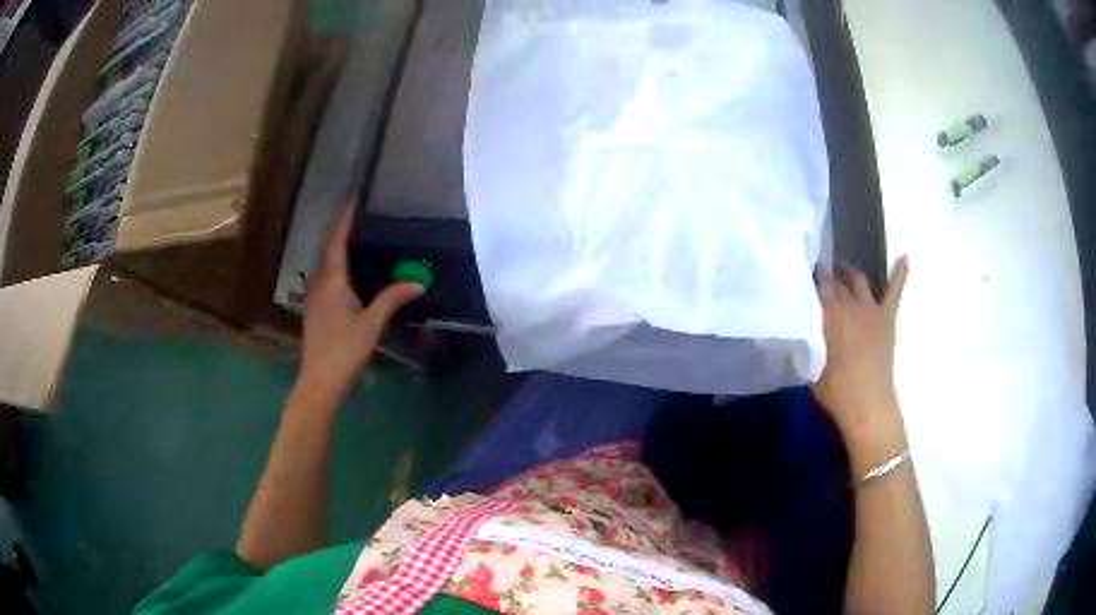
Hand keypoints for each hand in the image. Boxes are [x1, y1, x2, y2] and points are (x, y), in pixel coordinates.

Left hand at [296, 203, 423, 403]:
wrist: (319, 381)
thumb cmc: (345, 351)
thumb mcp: (372, 324)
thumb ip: (392, 299)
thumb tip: (418, 283)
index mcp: (332, 281)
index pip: (336, 241)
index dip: (344, 219)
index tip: (352, 199)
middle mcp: (318, 283)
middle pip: (327, 249)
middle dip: (340, 230)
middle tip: (357, 216)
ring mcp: (312, 297)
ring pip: (324, 264)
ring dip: (336, 248)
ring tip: (353, 238)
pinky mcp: (313, 309)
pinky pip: (323, 277)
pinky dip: (334, 266)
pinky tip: (345, 273)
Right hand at [811, 258, 908, 442]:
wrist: (868, 405)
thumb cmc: (836, 391)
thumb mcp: (810, 367)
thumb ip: (805, 344)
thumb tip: (796, 334)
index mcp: (830, 315)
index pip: (821, 286)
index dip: (815, 277)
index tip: (808, 269)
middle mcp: (850, 305)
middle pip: (838, 283)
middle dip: (830, 275)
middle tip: (822, 272)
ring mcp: (871, 310)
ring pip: (860, 281)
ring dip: (851, 273)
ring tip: (844, 268)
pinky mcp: (887, 318)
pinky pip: (894, 291)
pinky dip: (900, 274)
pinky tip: (905, 258)